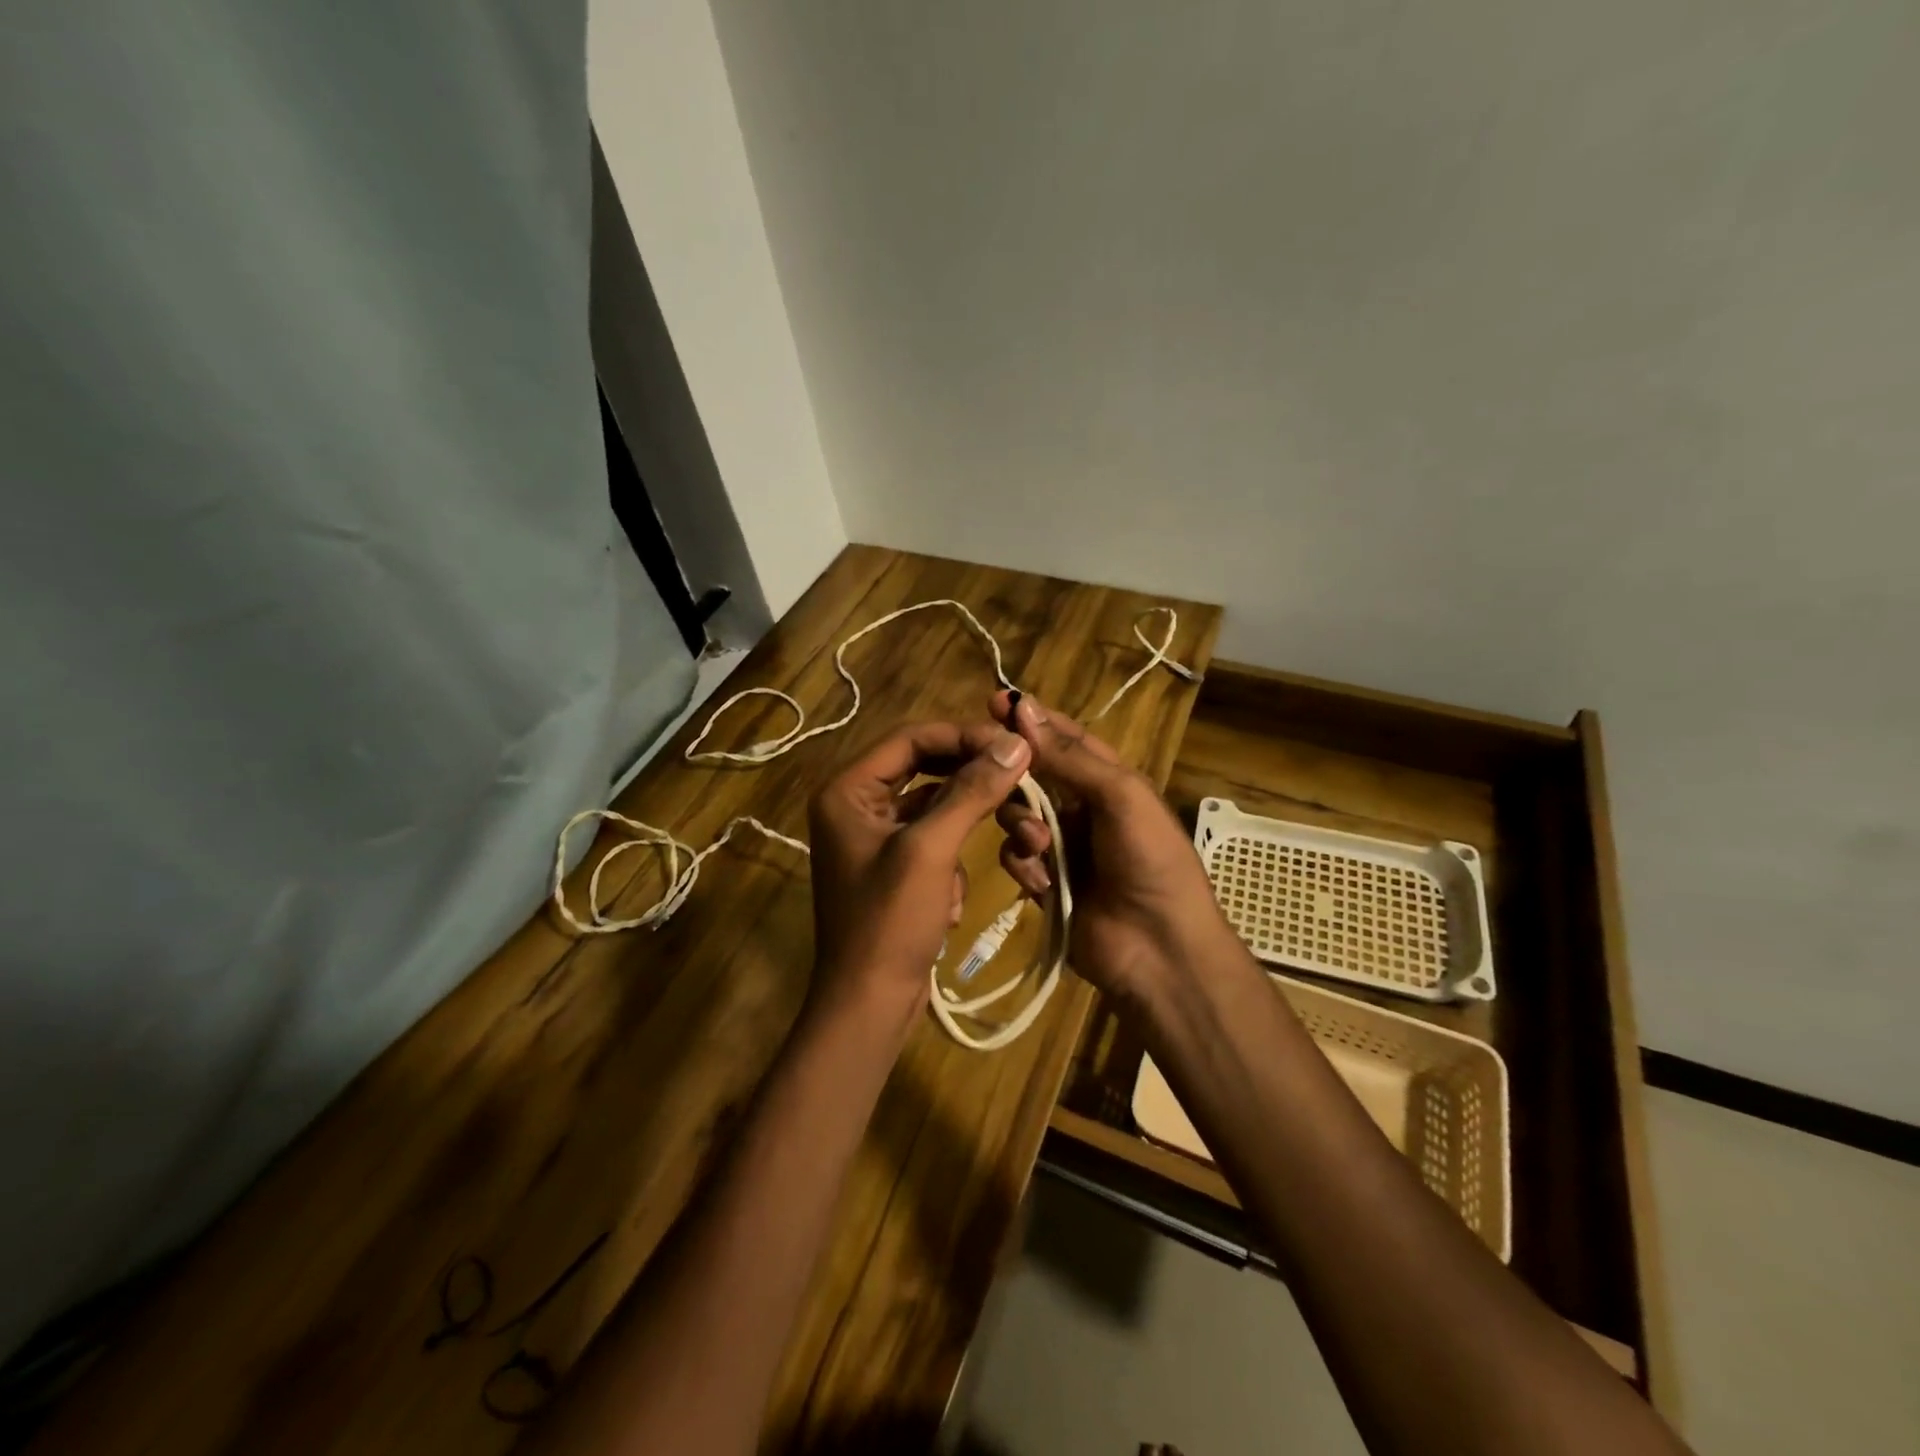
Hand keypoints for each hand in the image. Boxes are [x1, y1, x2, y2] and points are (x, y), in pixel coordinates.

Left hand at [807, 721, 1032, 1033]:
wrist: (869, 1005)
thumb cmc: (890, 923)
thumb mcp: (932, 850)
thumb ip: (972, 791)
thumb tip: (1016, 743)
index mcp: (847, 790)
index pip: (911, 738)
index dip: (963, 735)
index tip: (1013, 744)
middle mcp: (855, 803)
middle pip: (923, 766)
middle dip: (971, 775)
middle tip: (1019, 772)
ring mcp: (873, 835)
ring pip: (933, 803)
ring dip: (969, 817)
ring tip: (1011, 828)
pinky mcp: (892, 864)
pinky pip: (932, 836)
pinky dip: (952, 855)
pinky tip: (954, 894)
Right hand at [990, 693, 1232, 1007]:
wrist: (1159, 949)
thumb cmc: (1150, 859)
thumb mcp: (1119, 795)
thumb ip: (1068, 756)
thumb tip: (1023, 706)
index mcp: (1107, 780)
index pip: (1063, 738)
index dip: (1031, 720)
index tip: (993, 700)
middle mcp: (1081, 807)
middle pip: (1031, 776)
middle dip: (1014, 776)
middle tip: (990, 772)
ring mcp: (1061, 846)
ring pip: (1016, 816)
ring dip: (1021, 826)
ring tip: (1039, 845)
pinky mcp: (1044, 881)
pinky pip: (1016, 859)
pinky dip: (1024, 866)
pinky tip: (1043, 882)